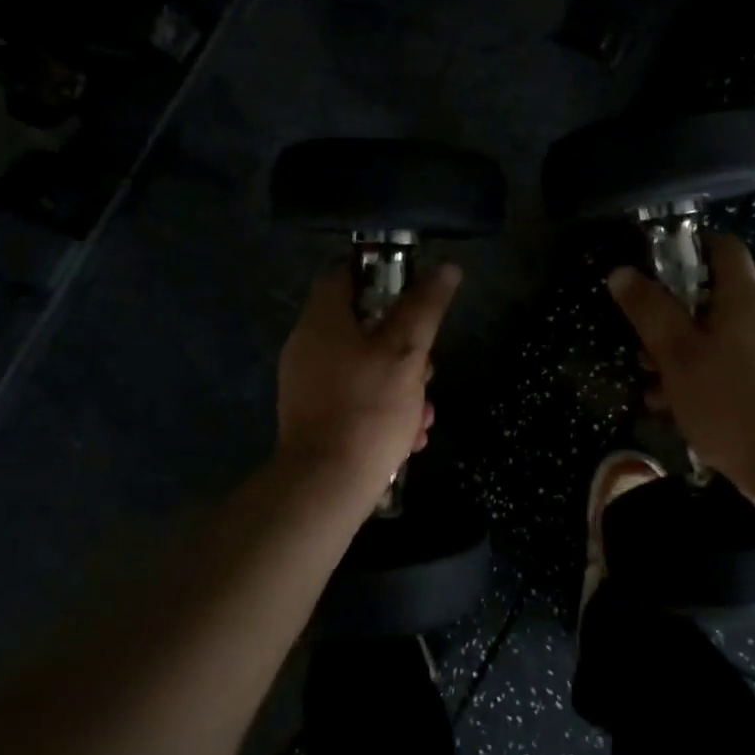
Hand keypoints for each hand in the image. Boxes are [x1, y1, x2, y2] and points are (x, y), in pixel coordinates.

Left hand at [277, 261, 461, 503]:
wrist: (325, 486)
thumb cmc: (368, 407)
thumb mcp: (407, 351)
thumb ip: (426, 306)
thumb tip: (446, 267)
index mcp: (322, 321)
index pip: (343, 272)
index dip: (380, 272)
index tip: (413, 290)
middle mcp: (308, 346)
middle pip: (362, 324)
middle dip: (405, 343)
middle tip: (428, 365)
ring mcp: (308, 385)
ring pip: (366, 366)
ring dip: (402, 382)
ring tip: (424, 411)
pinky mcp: (314, 418)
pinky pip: (355, 397)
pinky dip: (384, 408)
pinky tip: (409, 435)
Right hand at [606, 234, 754, 495]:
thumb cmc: (729, 399)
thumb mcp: (677, 353)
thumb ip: (649, 311)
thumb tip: (621, 273)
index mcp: (743, 299)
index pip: (724, 247)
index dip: (690, 245)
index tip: (655, 262)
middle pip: (711, 296)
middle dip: (671, 312)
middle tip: (640, 333)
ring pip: (713, 338)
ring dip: (678, 352)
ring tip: (646, 378)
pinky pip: (725, 368)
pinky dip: (697, 378)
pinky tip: (669, 407)